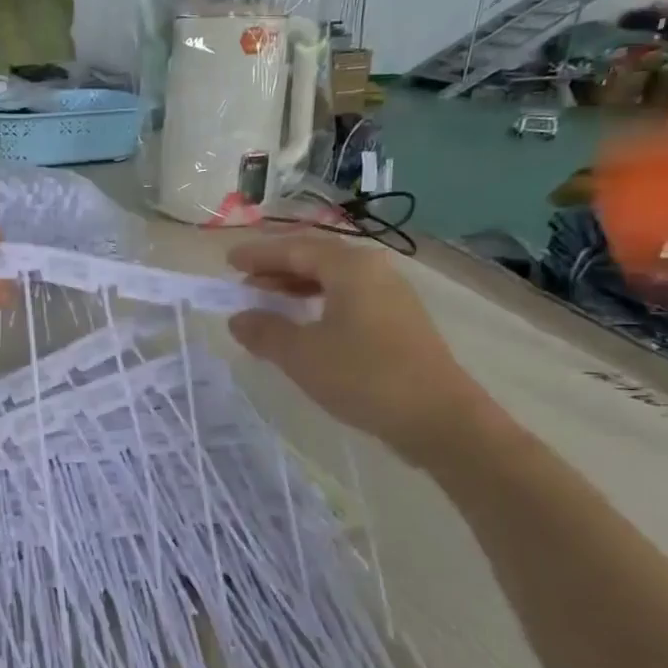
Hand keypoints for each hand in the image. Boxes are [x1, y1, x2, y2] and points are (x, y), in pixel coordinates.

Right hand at [226, 234, 498, 465]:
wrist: (439, 418)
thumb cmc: (364, 376)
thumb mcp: (302, 355)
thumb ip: (265, 331)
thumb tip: (238, 318)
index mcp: (350, 267)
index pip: (294, 249)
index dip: (258, 255)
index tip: (229, 262)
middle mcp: (374, 271)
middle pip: (316, 258)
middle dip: (277, 268)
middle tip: (245, 282)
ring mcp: (392, 295)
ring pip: (334, 279)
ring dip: (298, 286)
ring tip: (269, 302)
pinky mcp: (400, 321)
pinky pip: (349, 297)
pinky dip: (319, 302)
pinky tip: (306, 324)